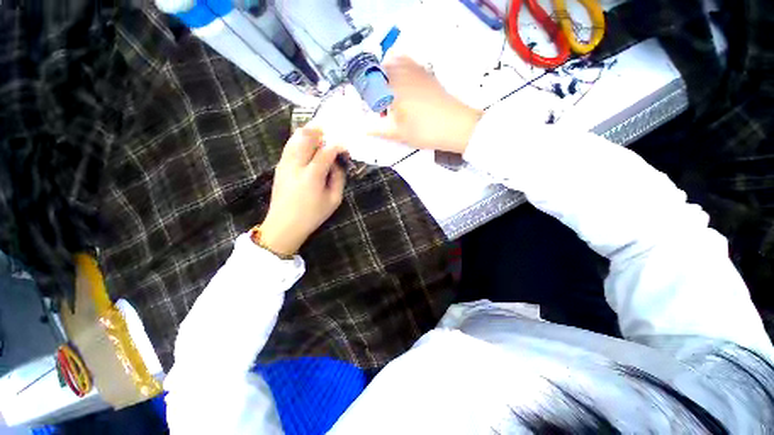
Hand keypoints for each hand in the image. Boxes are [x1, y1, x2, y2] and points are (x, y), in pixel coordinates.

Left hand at [259, 128, 345, 255]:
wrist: (284, 225)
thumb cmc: (312, 215)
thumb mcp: (334, 200)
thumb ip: (338, 179)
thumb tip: (338, 163)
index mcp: (312, 176)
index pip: (326, 152)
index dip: (337, 145)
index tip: (346, 145)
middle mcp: (296, 165)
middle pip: (306, 137)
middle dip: (320, 131)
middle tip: (331, 132)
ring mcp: (285, 164)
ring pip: (295, 138)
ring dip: (309, 133)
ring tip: (320, 133)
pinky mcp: (279, 166)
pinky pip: (290, 146)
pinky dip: (300, 140)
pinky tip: (308, 144)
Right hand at [369, 56, 482, 153]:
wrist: (456, 126)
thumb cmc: (424, 131)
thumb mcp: (398, 133)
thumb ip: (378, 130)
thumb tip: (363, 129)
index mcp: (393, 86)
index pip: (370, 81)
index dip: (366, 92)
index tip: (370, 107)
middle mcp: (403, 72)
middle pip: (381, 69)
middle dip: (376, 84)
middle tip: (380, 104)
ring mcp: (417, 71)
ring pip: (396, 63)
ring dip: (388, 76)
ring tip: (391, 97)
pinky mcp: (428, 75)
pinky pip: (410, 64)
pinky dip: (402, 70)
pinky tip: (405, 89)